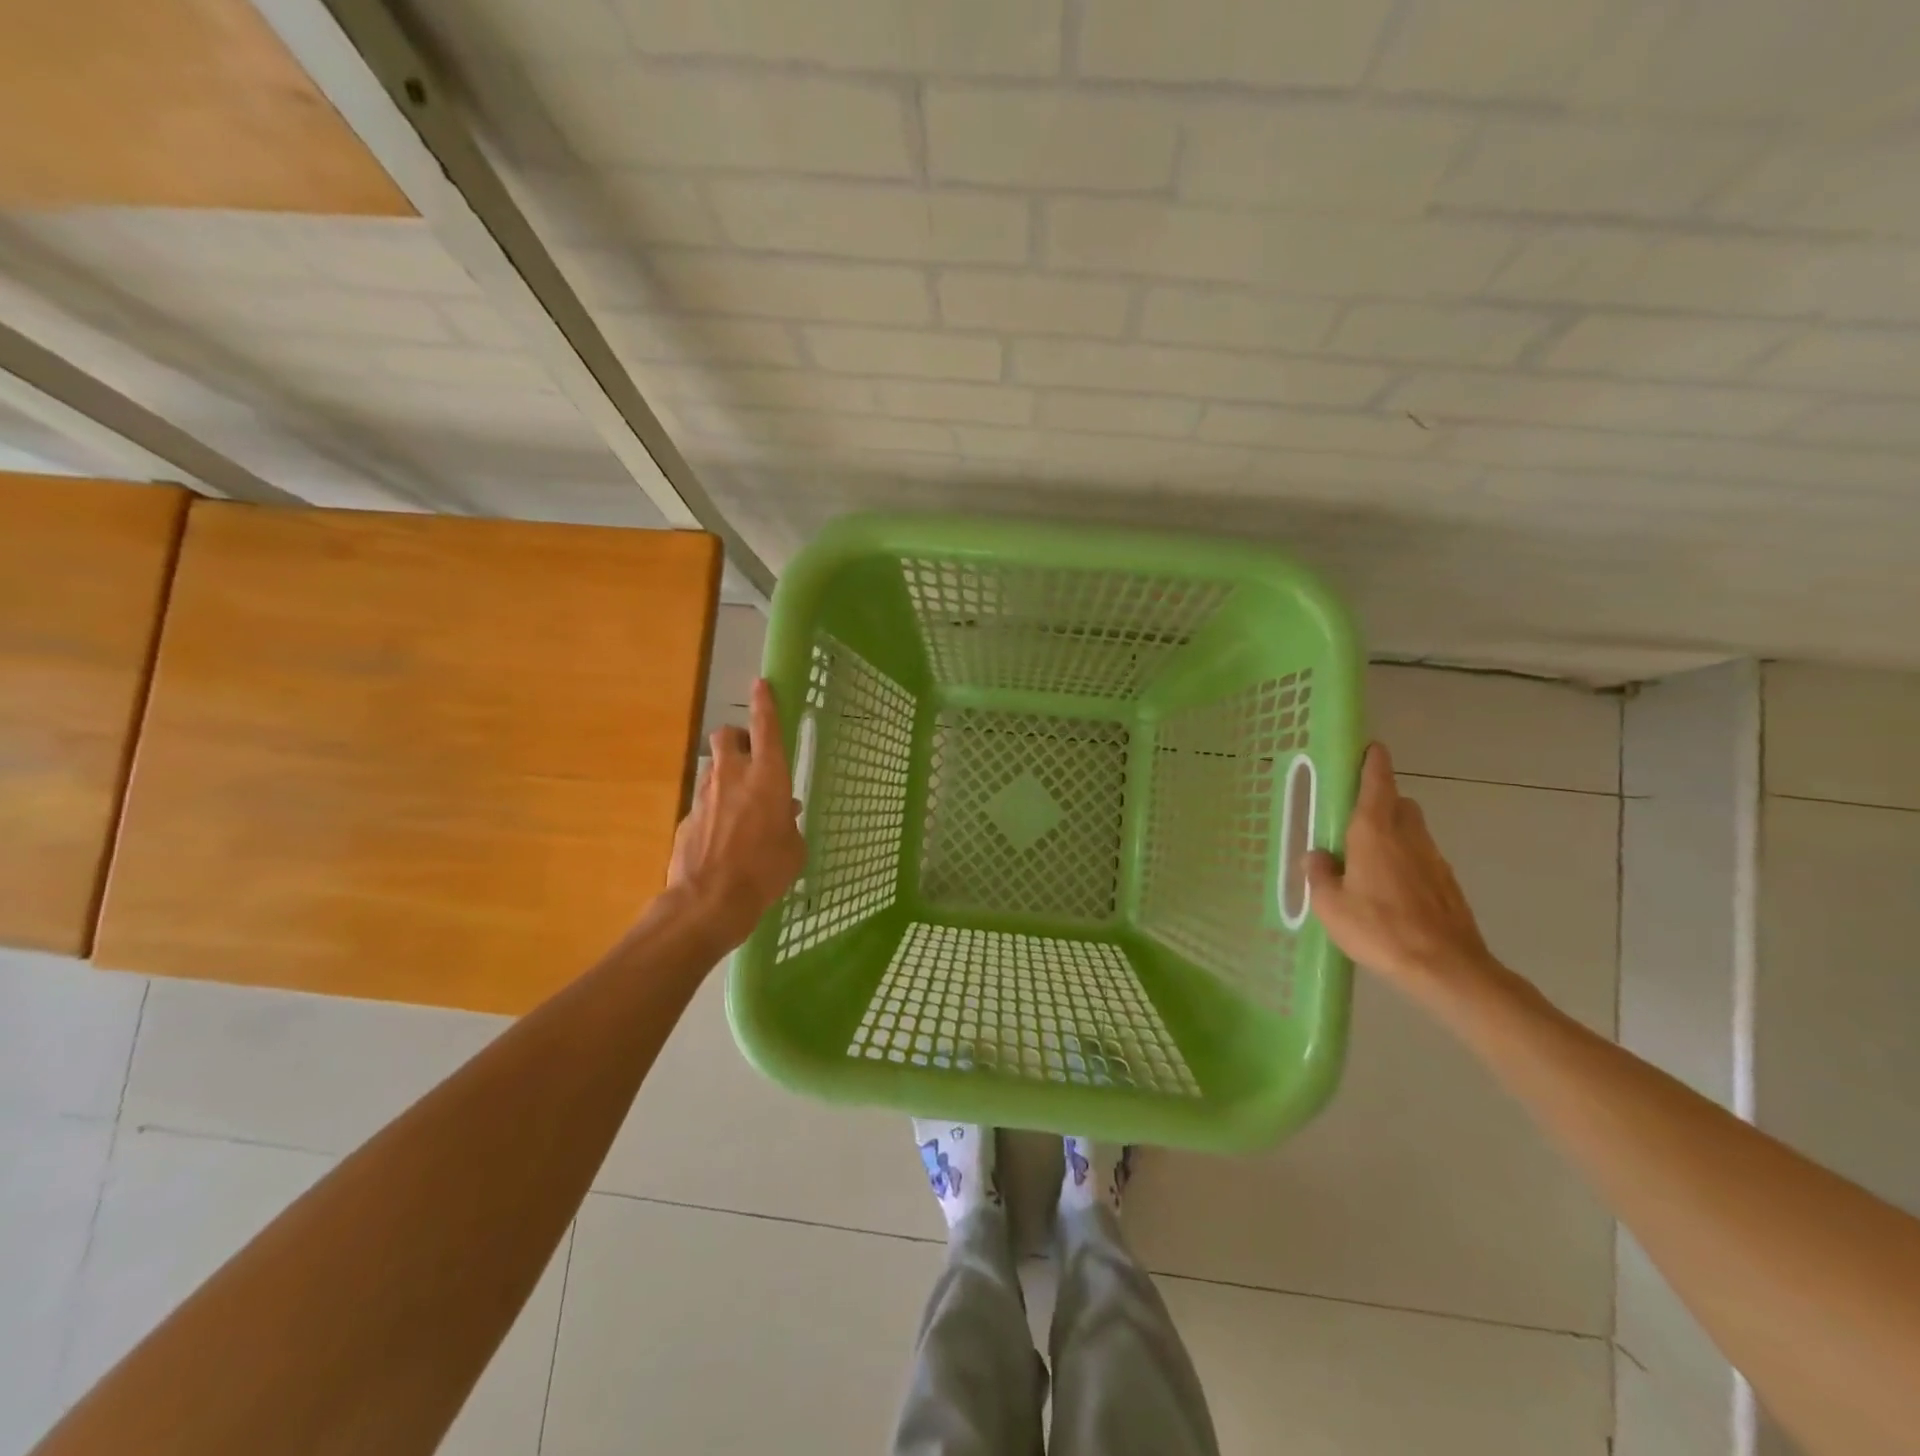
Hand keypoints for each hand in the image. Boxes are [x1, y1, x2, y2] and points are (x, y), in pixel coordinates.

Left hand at [668, 679, 806, 951]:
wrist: (710, 899)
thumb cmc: (766, 870)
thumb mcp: (794, 848)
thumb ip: (789, 823)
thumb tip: (785, 811)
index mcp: (768, 776)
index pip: (766, 727)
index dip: (765, 702)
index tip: (762, 683)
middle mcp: (733, 776)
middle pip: (727, 735)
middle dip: (737, 737)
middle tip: (749, 755)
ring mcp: (705, 795)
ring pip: (713, 766)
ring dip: (725, 773)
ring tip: (738, 801)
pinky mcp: (687, 817)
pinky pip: (703, 801)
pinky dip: (714, 808)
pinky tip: (722, 834)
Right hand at [1305, 743, 1501, 1016]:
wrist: (1446, 968)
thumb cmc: (1380, 929)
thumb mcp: (1330, 905)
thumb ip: (1320, 874)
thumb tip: (1317, 855)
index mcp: (1375, 832)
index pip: (1378, 783)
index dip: (1373, 763)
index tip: (1370, 748)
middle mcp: (1408, 836)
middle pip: (1399, 803)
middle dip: (1382, 800)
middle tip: (1356, 816)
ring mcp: (1433, 860)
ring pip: (1413, 831)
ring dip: (1394, 832)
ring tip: (1369, 860)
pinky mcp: (1448, 884)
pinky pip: (1422, 859)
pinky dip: (1406, 861)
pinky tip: (1391, 890)